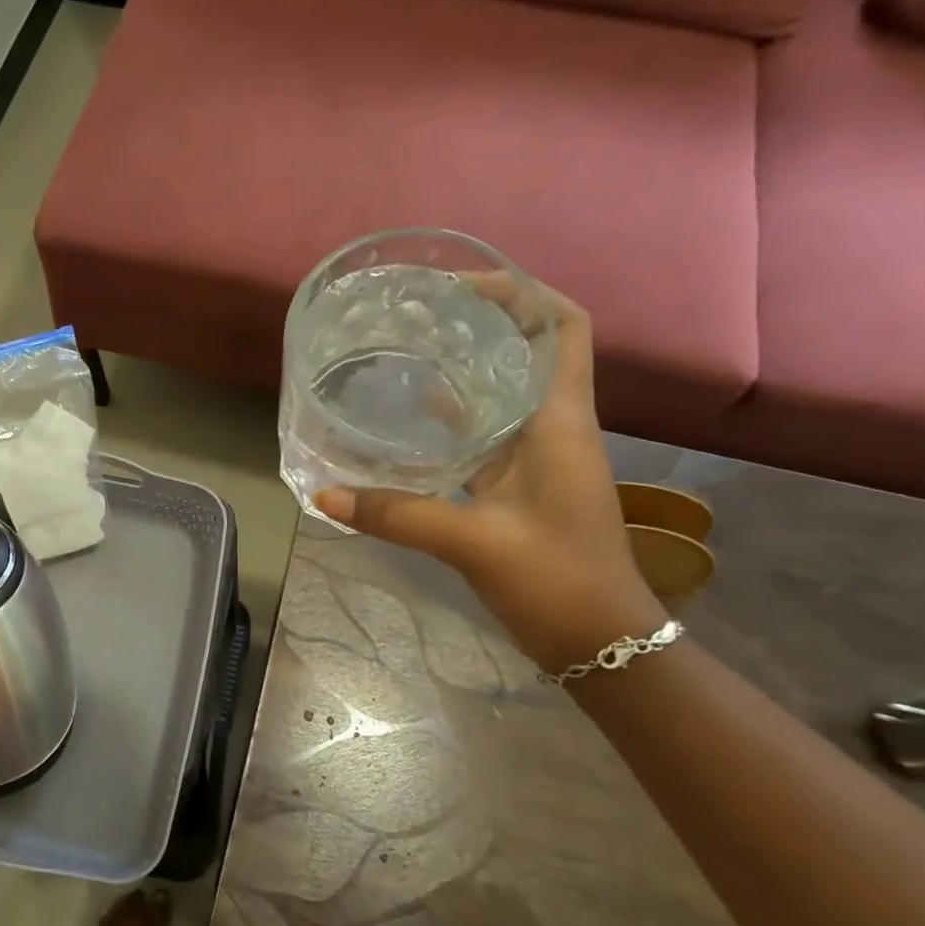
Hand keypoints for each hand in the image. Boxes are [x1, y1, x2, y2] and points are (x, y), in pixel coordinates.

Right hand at [315, 287, 664, 672]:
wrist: (601, 640)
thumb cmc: (556, 580)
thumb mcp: (473, 542)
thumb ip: (397, 515)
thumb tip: (324, 497)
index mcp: (558, 421)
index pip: (562, 328)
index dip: (523, 293)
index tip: (461, 285)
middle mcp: (552, 427)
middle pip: (528, 351)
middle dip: (481, 322)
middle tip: (418, 315)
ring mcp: (537, 459)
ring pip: (503, 393)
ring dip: (466, 369)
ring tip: (409, 352)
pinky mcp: (520, 487)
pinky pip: (485, 436)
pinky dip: (453, 420)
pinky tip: (412, 421)